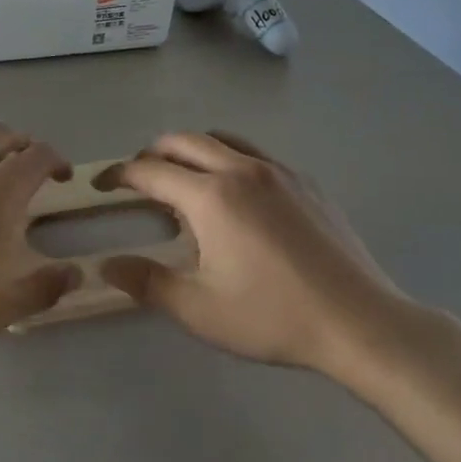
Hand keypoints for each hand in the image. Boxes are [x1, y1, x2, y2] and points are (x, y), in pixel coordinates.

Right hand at [97, 132, 460, 398]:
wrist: (359, 321)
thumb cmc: (272, 316)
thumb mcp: (198, 309)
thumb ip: (146, 282)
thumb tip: (107, 265)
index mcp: (210, 196)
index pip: (150, 171)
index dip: (118, 174)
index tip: (101, 184)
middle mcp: (242, 169)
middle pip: (184, 141)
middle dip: (152, 154)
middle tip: (138, 180)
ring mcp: (279, 171)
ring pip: (223, 140)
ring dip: (192, 151)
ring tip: (184, 181)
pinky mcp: (307, 182)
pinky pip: (255, 155)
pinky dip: (229, 160)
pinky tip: (236, 197)